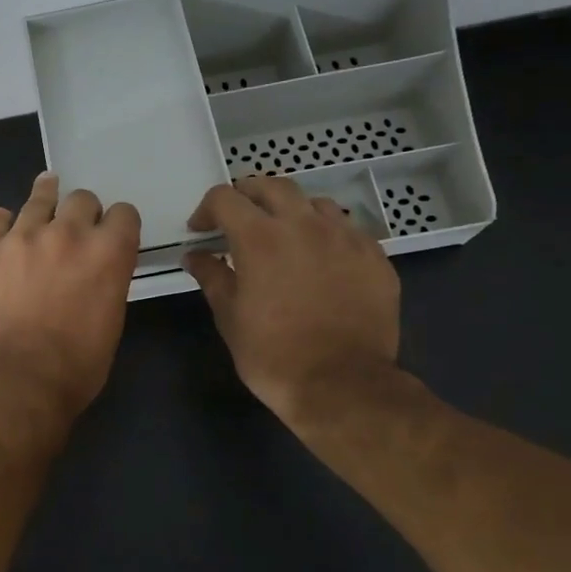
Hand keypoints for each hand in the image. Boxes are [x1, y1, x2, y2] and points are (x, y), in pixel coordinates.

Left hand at [0, 173, 140, 416]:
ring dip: (45, 202)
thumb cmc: (78, 363)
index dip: (117, 225)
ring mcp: (22, 237)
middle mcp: (68, 233)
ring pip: (39, 198)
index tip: (109, 234)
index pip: (123, 213)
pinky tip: (6, 235)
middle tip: (74, 233)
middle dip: (82, 213)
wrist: (22, 380)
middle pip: (82, 198)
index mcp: (108, 251)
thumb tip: (96, 267)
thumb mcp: (112, 317)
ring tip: (43, 204)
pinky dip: (4, 225)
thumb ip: (108, 278)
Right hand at [181, 178, 400, 423]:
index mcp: (260, 237)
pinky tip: (321, 261)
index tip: (201, 231)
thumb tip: (195, 255)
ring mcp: (346, 238)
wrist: (342, 385)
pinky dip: (326, 235)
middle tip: (238, 219)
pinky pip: (347, 230)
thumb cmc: (272, 354)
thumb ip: (211, 276)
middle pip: (273, 186)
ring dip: (291, 212)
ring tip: (283, 237)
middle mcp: (305, 225)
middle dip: (248, 195)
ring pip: (315, 203)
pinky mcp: (375, 257)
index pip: (226, 198)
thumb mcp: (229, 316)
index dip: (207, 209)